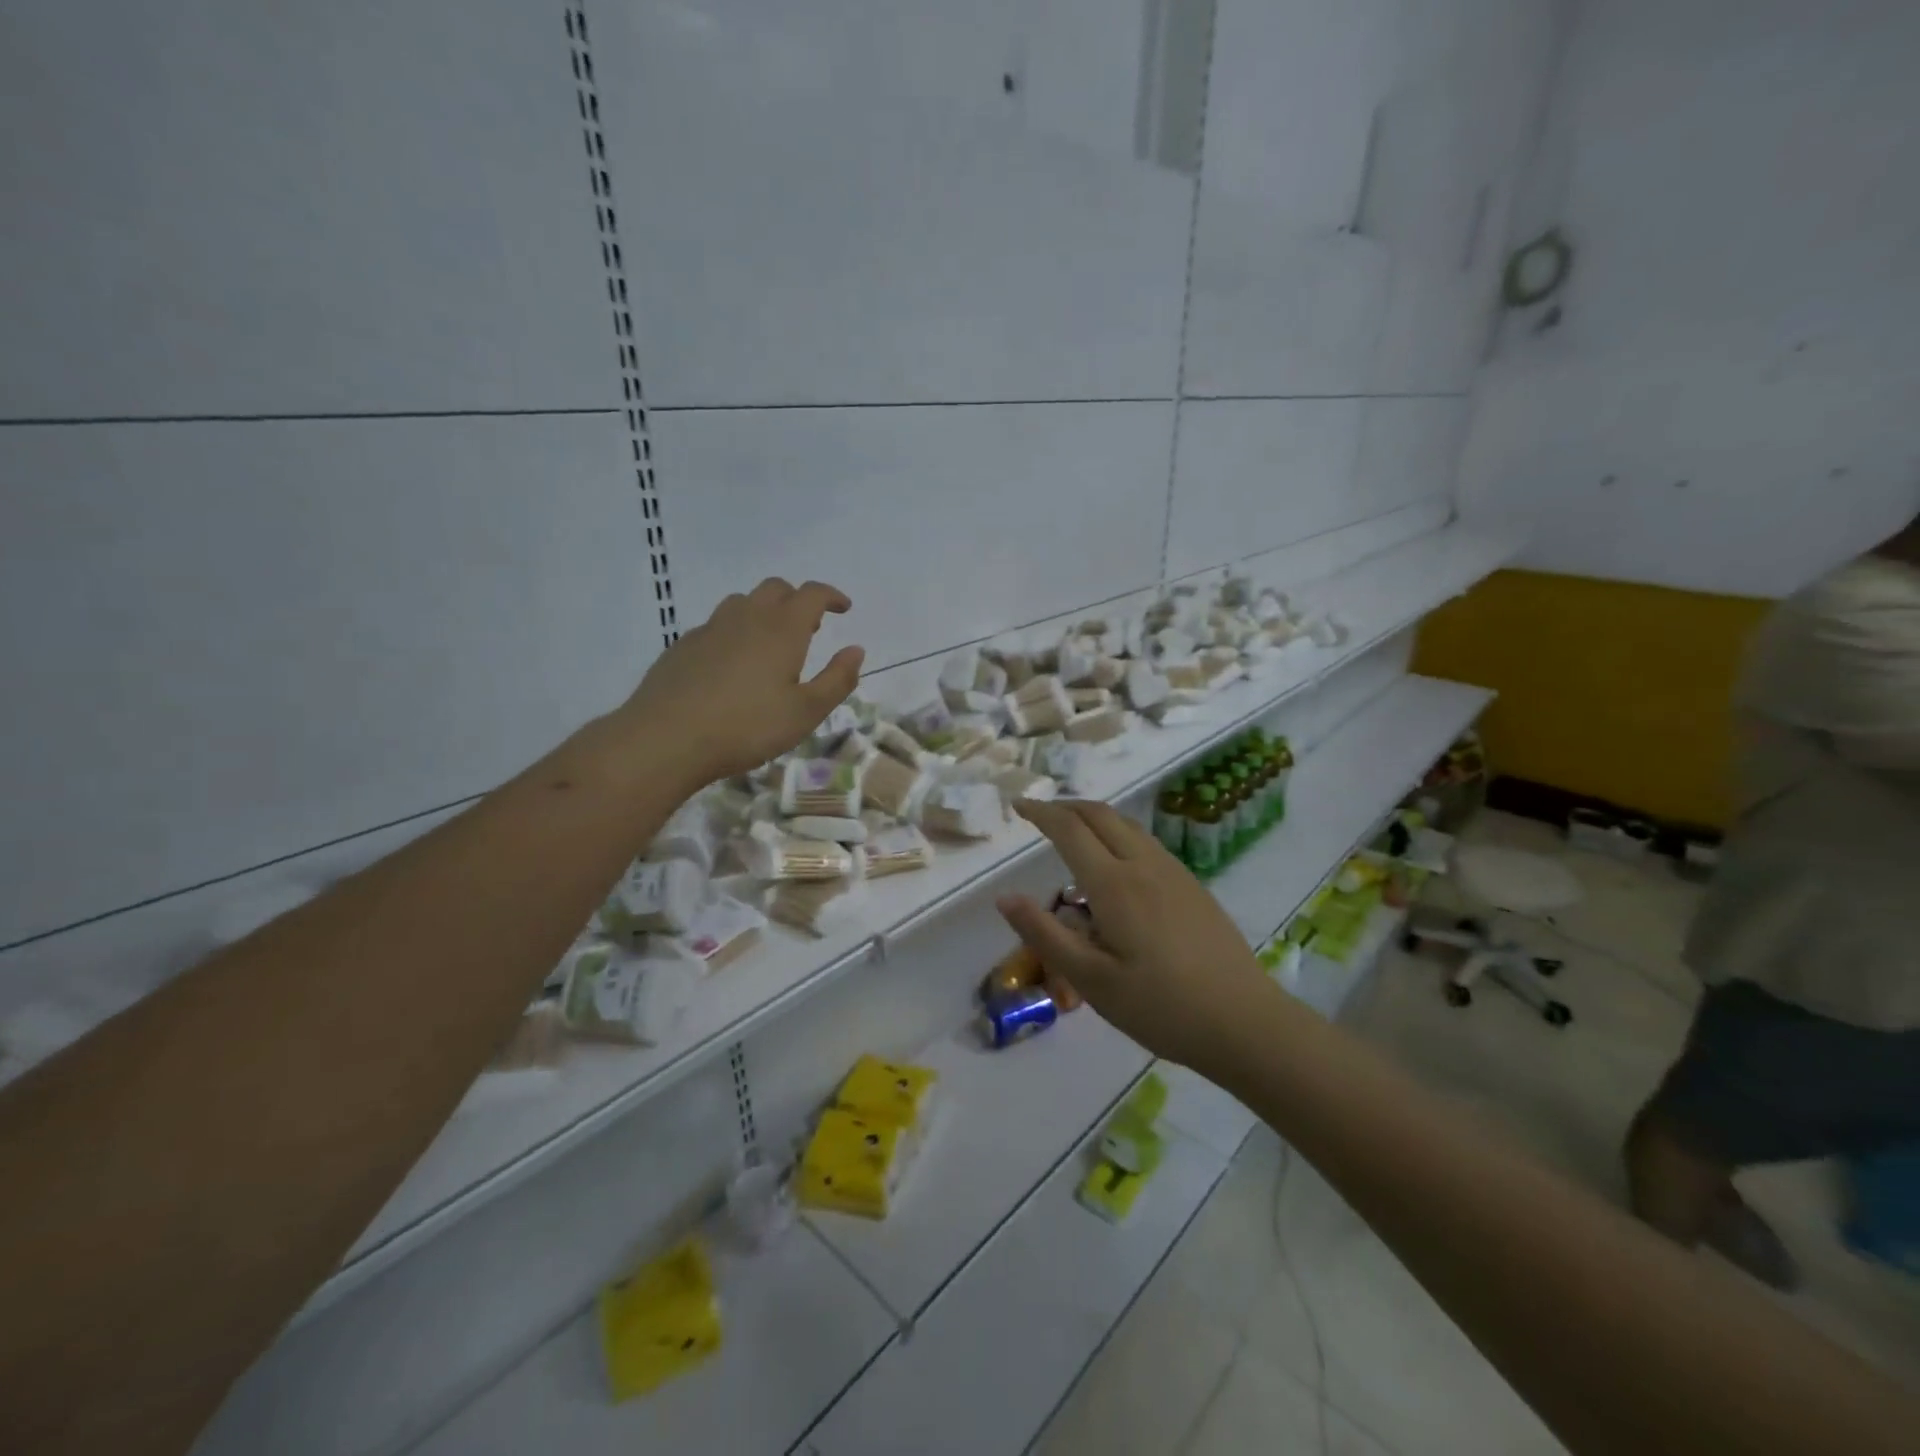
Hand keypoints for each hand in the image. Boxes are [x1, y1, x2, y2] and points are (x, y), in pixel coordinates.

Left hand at [619, 578, 864, 787]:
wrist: (667, 738)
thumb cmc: (747, 726)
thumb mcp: (806, 712)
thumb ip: (837, 680)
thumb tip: (856, 651)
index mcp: (782, 629)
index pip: (812, 594)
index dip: (831, 596)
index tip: (844, 608)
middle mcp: (746, 617)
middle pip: (776, 589)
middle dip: (798, 600)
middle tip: (811, 626)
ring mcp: (710, 629)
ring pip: (742, 603)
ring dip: (764, 612)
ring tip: (772, 644)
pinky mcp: (683, 646)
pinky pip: (717, 626)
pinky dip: (735, 632)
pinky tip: (733, 665)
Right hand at [996, 799, 1276, 1070]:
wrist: (1244, 1022)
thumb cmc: (1160, 1007)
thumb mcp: (1091, 981)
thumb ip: (1045, 935)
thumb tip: (1005, 897)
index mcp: (1114, 884)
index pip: (1069, 830)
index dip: (1040, 813)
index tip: (1018, 806)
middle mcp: (1144, 865)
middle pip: (1100, 815)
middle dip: (1065, 806)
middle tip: (1039, 814)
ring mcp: (1174, 872)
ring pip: (1126, 825)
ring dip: (1093, 817)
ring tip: (1071, 833)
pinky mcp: (1192, 886)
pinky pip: (1145, 843)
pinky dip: (1117, 834)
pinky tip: (1115, 865)